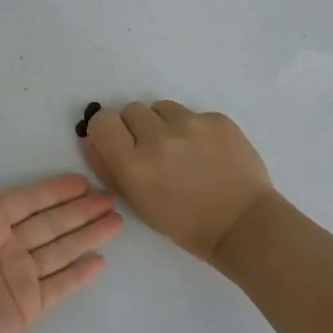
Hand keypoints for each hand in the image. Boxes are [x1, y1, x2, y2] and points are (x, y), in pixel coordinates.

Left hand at [0, 151, 123, 332]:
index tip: (84, 181)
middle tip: (112, 198)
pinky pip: (60, 285)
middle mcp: (4, 247)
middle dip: (80, 210)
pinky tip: (101, 260)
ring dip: (88, 236)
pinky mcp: (28, 307)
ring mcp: (17, 278)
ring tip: (117, 222)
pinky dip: (80, 274)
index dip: (55, 190)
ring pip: (61, 250)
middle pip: (50, 223)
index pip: (28, 200)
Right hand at [82, 101, 274, 263]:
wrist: (242, 224)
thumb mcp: (137, 202)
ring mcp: (191, 125)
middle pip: (131, 109)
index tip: (119, 142)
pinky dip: (194, 129)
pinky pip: (193, 114)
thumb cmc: (184, 222)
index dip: (108, 131)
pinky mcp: (217, 119)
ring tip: (182, 150)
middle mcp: (159, 138)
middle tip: (154, 151)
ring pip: (161, 107)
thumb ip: (108, 168)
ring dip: (164, 124)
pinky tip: (206, 152)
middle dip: (137, 128)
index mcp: (134, 164)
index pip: (102, 121)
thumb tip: (90, 138)